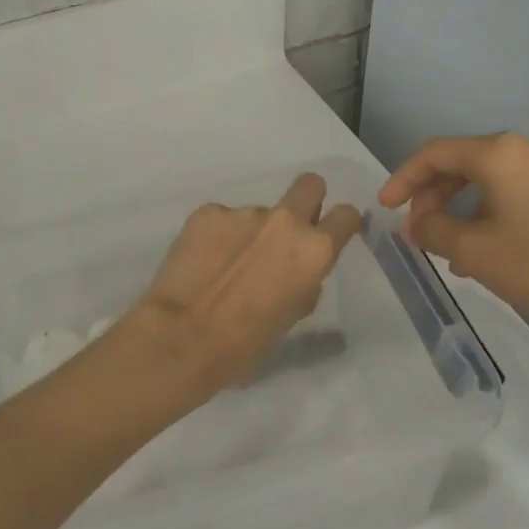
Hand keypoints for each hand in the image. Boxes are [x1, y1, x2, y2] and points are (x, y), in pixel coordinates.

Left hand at [134, 173, 362, 393]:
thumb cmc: (246, 342)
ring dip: (249, 233)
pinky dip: (217, 236)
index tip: (330, 233)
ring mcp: (243, 212)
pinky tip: (202, 262)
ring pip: (256, 213)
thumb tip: (297, 274)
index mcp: (313, 250)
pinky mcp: (208, 212)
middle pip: (309, 185)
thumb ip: (303, 283)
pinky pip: (222, 219)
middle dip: (306, 200)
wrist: (182, 336)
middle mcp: (284, 221)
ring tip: (226, 266)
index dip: (340, 224)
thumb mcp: (291, 317)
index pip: (346, 216)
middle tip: (287, 231)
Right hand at [378, 134, 528, 349]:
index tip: (385, 209)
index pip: (435, 153)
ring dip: (462, 208)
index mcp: (502, 153)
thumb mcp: (476, 253)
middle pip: (464, 162)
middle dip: (433, 195)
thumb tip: (417, 223)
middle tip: (417, 232)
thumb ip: (434, 231)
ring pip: (492, 180)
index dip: (403, 178)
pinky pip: (519, 192)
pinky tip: (489, 250)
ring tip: (450, 250)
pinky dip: (492, 213)